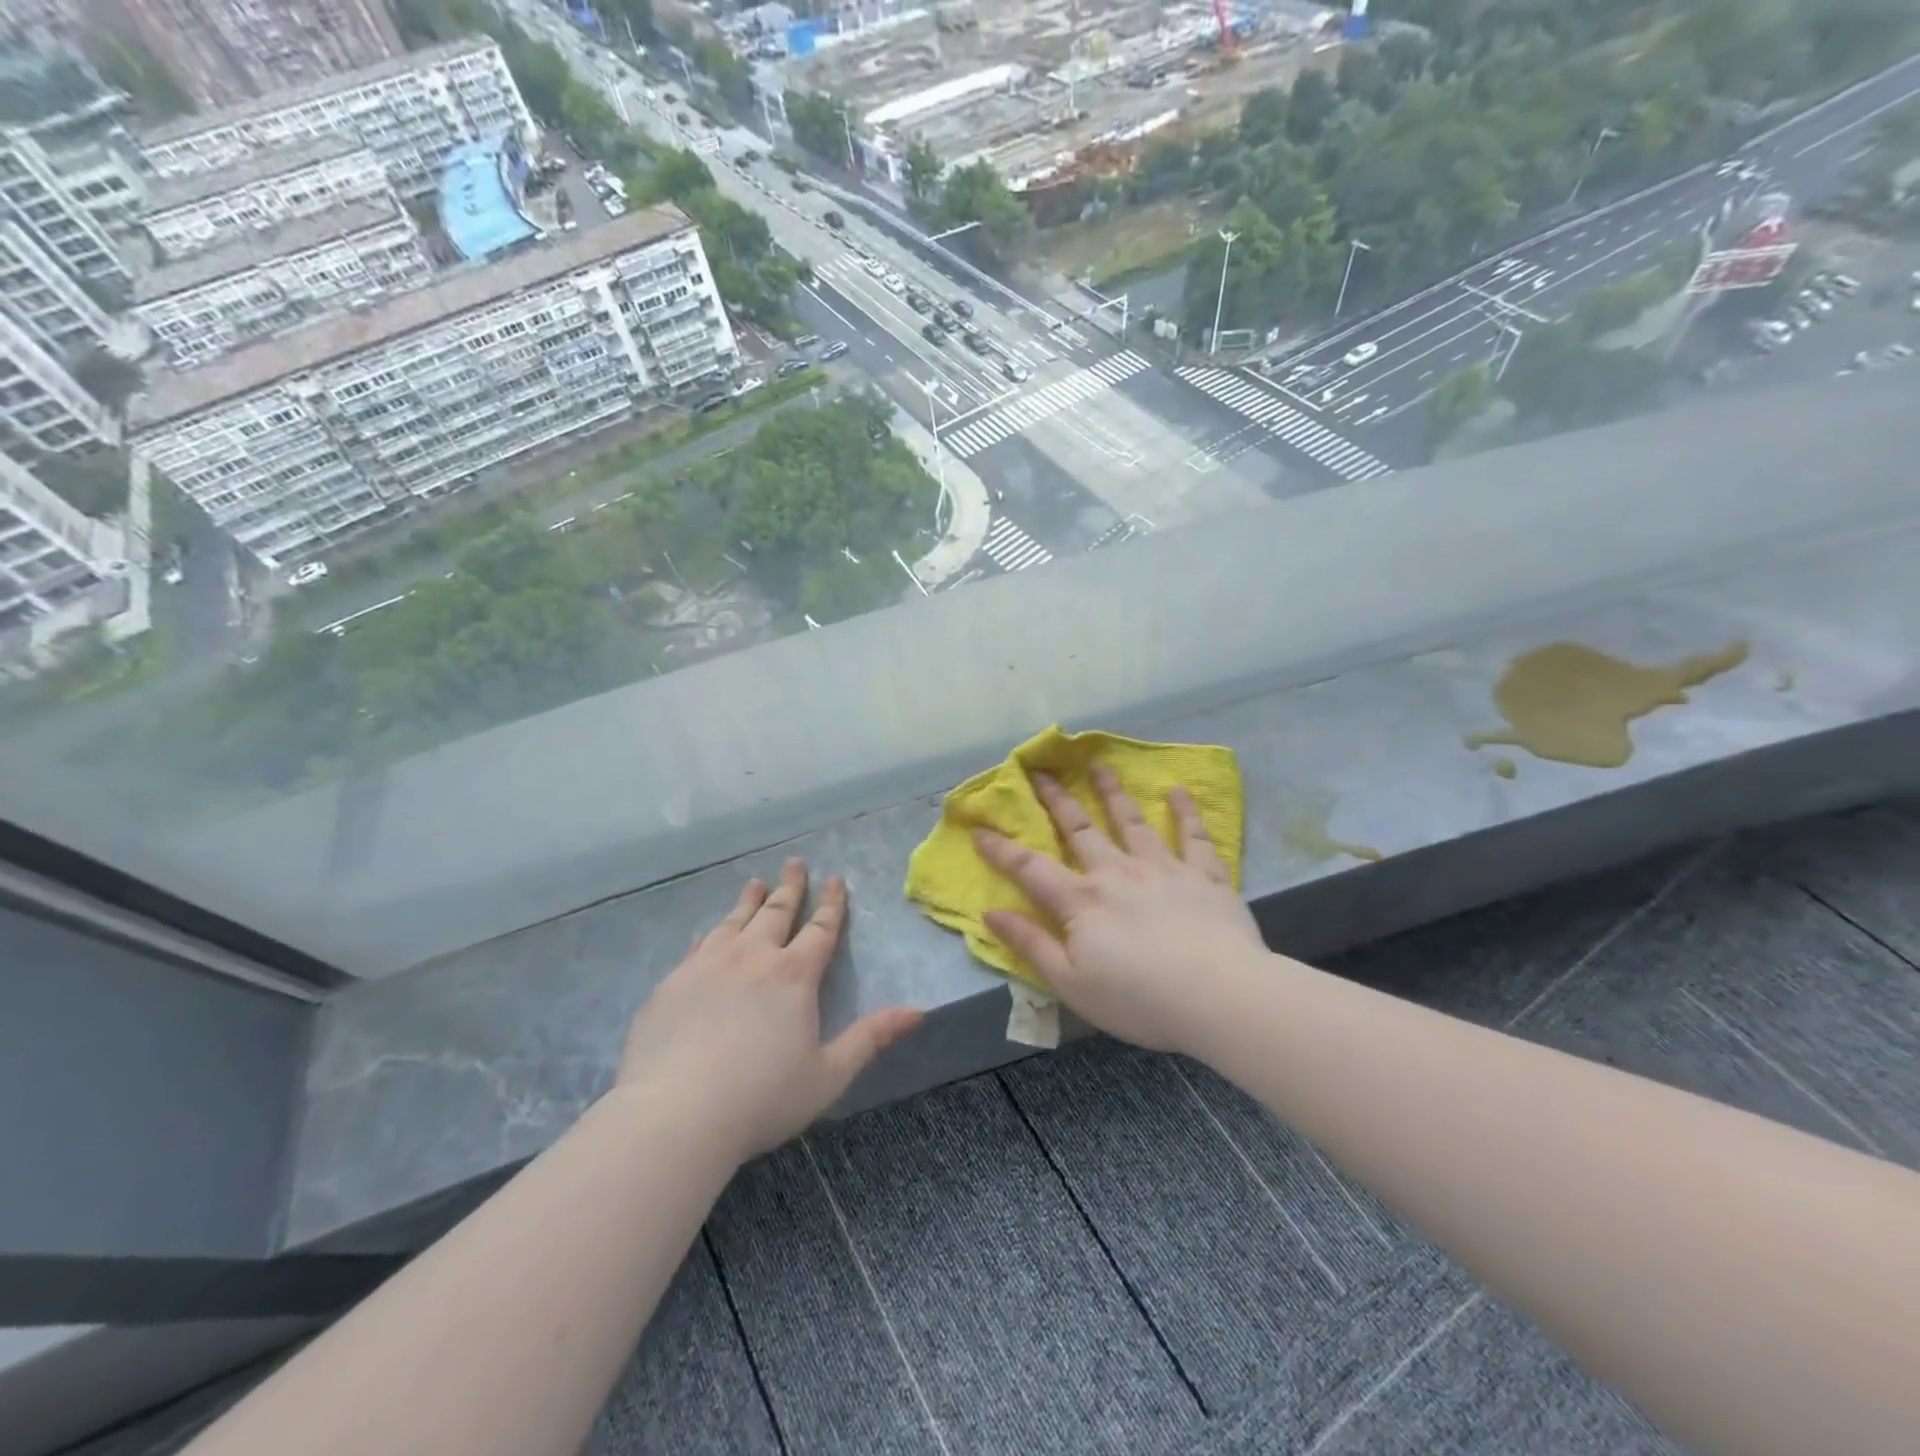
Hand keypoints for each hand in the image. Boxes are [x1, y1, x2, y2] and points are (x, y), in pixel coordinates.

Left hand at [616, 860, 922, 1160]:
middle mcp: (753, 958)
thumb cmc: (762, 1098)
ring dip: (750, 901)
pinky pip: (699, 945)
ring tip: (756, 883)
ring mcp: (708, 965)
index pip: (820, 930)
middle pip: (777, 912)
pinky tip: (711, 932)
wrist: (675, 1114)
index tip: (836, 879)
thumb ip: (871, 1038)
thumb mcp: (829, 1074)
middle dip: (791, 887)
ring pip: (735, 921)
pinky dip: (714, 931)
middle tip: (795, 863)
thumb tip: (918, 1011)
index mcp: (794, 976)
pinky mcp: (673, 982)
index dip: (831, 904)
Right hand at [975, 767, 1268, 1054]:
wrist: (1220, 996)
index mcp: (1082, 901)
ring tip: (1100, 766)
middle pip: (1080, 829)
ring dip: (1113, 792)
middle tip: (1041, 772)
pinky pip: (1194, 837)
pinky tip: (1179, 791)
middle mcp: (1117, 872)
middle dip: (1057, 800)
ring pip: (1132, 821)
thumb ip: (1030, 944)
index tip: (979, 829)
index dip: (1001, 849)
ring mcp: (1163, 869)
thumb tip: (990, 912)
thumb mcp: (1070, 983)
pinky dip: (1185, 812)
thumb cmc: (1139, 999)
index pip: (1031, 868)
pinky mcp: (1204, 876)